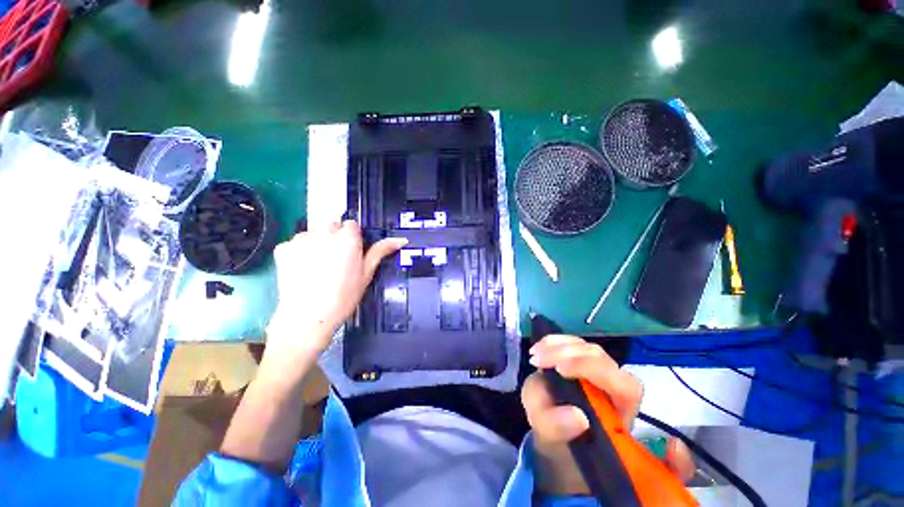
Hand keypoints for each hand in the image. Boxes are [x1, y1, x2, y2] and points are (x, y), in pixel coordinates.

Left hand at [264, 221, 406, 371]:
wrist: (308, 317)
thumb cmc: (344, 296)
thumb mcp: (367, 273)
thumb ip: (381, 251)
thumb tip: (401, 239)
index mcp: (347, 238)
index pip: (351, 224)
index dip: (353, 238)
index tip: (352, 253)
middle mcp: (324, 232)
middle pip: (332, 226)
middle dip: (335, 238)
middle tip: (336, 261)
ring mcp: (301, 239)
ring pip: (314, 233)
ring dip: (318, 243)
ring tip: (318, 266)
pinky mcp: (283, 248)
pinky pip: (296, 243)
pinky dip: (300, 251)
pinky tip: (303, 269)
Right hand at [522, 335, 694, 495]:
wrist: (552, 428)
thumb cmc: (558, 435)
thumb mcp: (551, 437)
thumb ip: (559, 428)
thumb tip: (577, 415)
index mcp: (621, 409)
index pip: (623, 384)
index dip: (592, 371)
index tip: (559, 369)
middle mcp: (614, 383)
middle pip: (599, 357)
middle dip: (567, 354)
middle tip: (538, 359)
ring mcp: (597, 366)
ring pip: (585, 347)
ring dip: (557, 346)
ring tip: (535, 354)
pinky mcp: (581, 357)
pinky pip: (571, 343)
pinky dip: (553, 342)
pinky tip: (538, 348)